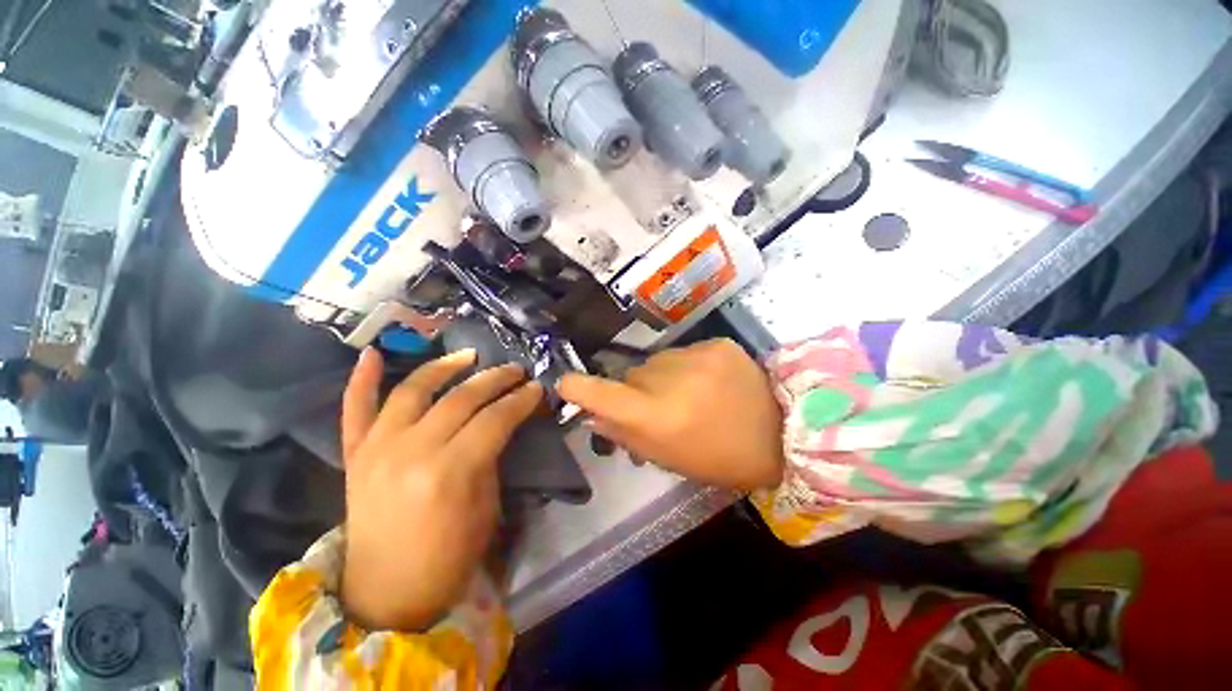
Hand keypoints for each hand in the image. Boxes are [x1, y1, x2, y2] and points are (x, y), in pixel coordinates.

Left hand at [340, 348, 542, 631]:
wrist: (386, 593)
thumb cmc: (449, 556)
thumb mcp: (487, 506)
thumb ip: (491, 457)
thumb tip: (503, 423)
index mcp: (449, 472)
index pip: (495, 419)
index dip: (521, 400)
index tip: (537, 388)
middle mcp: (410, 451)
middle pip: (461, 398)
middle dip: (495, 379)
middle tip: (516, 370)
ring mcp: (376, 449)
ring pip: (412, 390)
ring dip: (444, 366)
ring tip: (469, 355)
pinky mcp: (354, 455)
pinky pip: (354, 409)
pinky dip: (361, 379)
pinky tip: (373, 353)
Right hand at [559, 339, 784, 491]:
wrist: (781, 435)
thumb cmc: (719, 458)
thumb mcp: (668, 459)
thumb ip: (625, 435)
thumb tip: (592, 414)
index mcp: (657, 417)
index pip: (600, 393)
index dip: (578, 387)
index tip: (567, 384)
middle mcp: (671, 380)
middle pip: (630, 375)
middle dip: (634, 390)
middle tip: (657, 406)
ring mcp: (697, 355)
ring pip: (656, 362)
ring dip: (661, 376)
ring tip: (688, 393)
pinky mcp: (718, 343)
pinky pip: (684, 352)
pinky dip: (687, 366)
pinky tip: (709, 381)